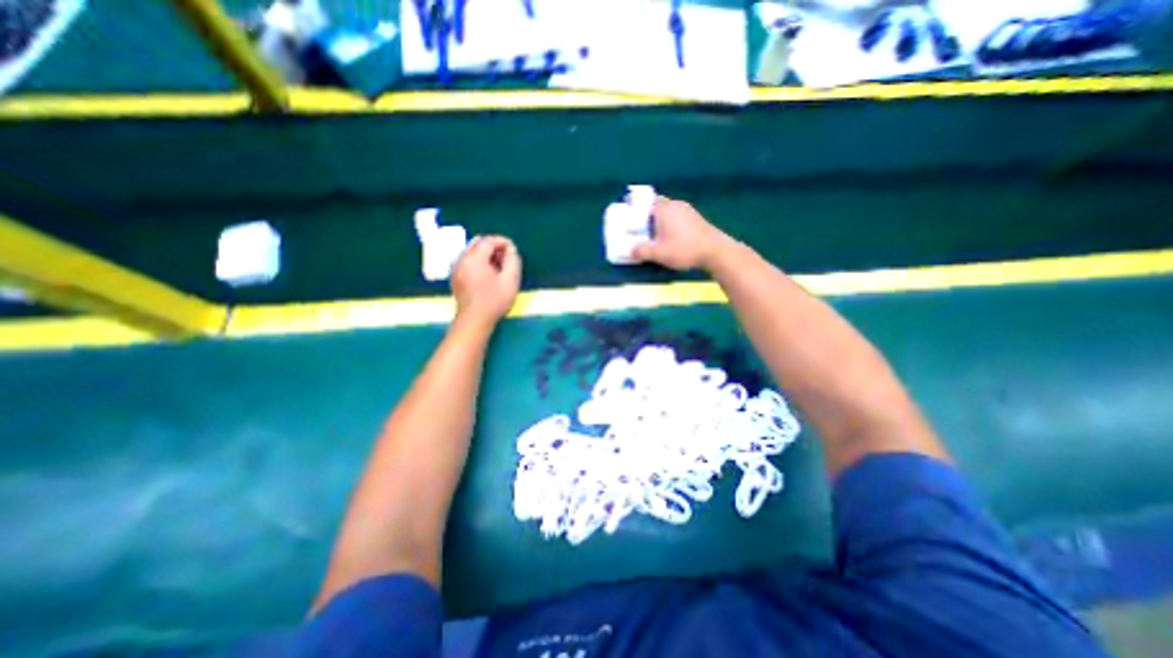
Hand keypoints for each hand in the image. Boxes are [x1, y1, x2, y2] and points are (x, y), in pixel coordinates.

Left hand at [451, 235, 519, 327]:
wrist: (474, 321)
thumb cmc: (494, 301)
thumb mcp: (510, 281)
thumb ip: (513, 261)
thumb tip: (511, 250)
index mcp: (474, 258)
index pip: (489, 240)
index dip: (503, 242)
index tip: (514, 250)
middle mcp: (462, 259)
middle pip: (478, 243)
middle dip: (494, 247)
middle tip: (507, 258)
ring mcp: (456, 268)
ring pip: (472, 252)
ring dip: (486, 255)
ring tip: (499, 267)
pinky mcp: (455, 277)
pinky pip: (468, 261)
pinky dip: (479, 262)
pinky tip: (488, 275)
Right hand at [632, 195, 725, 270]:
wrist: (715, 251)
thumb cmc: (684, 248)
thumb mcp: (658, 253)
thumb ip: (642, 251)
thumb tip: (631, 251)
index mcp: (663, 209)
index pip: (645, 201)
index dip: (636, 209)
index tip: (631, 219)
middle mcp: (675, 204)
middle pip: (656, 206)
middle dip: (648, 216)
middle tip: (641, 229)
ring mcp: (688, 210)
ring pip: (668, 212)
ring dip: (660, 221)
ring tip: (655, 236)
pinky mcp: (696, 218)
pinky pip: (677, 217)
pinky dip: (671, 224)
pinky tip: (671, 237)